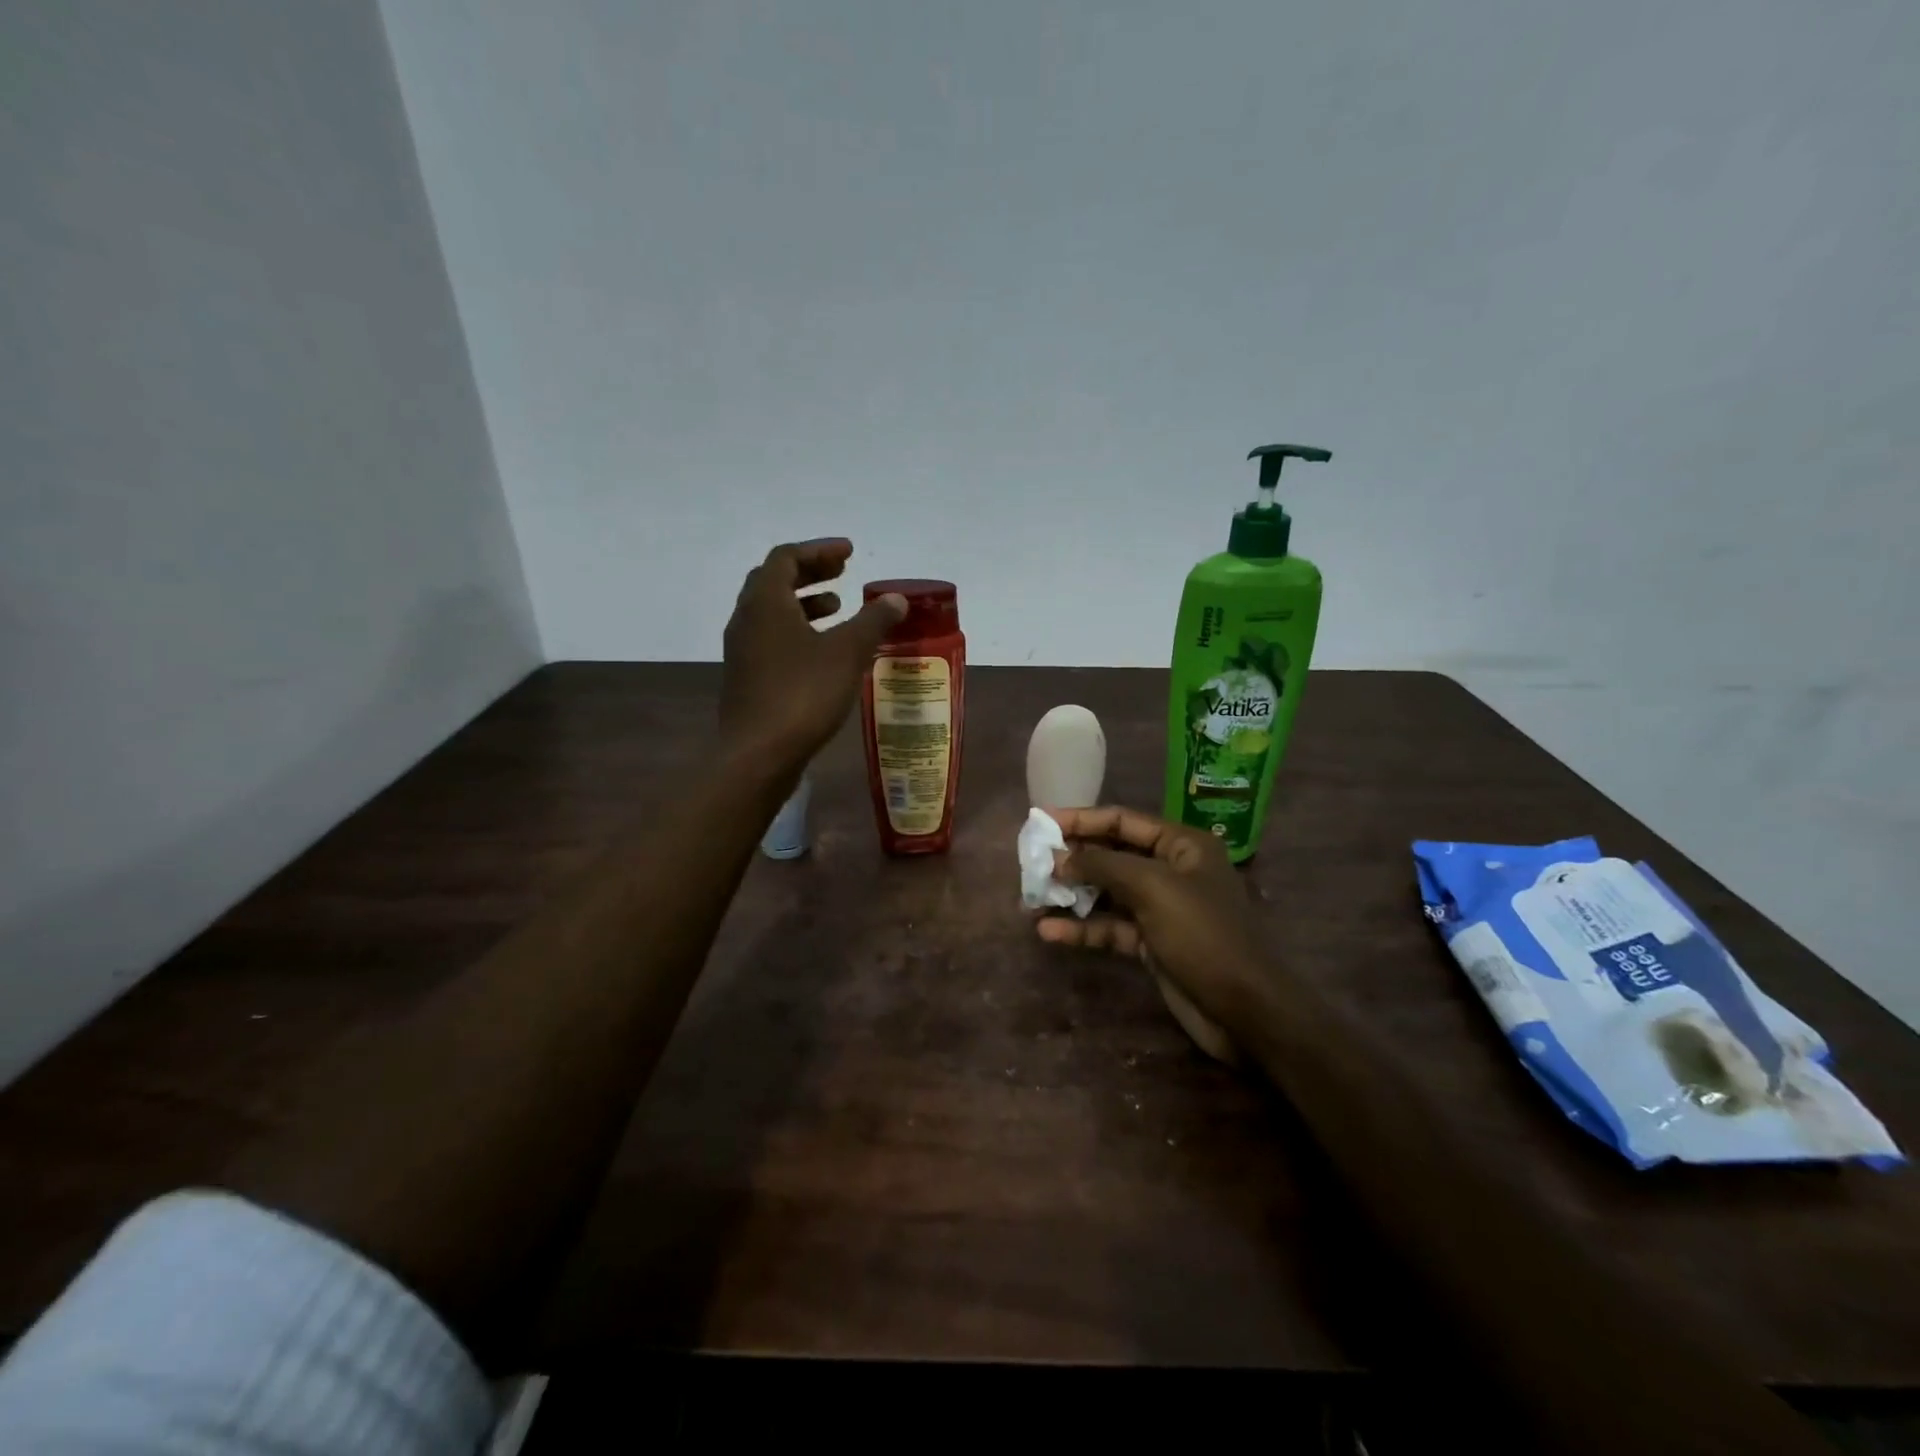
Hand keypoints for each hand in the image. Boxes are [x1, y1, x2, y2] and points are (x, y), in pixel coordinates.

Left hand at [721, 539, 905, 770]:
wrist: (758, 754)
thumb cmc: (803, 694)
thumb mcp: (847, 653)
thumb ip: (873, 621)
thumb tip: (896, 598)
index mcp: (766, 602)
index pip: (786, 557)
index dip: (819, 550)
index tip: (849, 553)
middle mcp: (747, 620)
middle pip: (775, 581)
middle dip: (811, 573)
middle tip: (843, 573)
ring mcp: (743, 651)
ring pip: (772, 613)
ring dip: (805, 603)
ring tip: (839, 608)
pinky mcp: (747, 678)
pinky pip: (772, 639)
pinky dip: (798, 631)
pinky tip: (824, 652)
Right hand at [1035, 806, 1274, 1058]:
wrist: (1245, 1011)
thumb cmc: (1203, 935)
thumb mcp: (1153, 889)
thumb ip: (1104, 866)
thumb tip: (1060, 858)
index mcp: (1181, 845)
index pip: (1122, 820)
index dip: (1081, 819)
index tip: (1041, 822)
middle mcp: (1171, 870)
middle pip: (1112, 855)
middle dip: (1073, 859)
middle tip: (1031, 862)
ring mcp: (1161, 908)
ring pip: (1107, 893)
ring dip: (1072, 896)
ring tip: (1031, 898)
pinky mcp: (1152, 943)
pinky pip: (1110, 927)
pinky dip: (1083, 929)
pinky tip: (1049, 933)